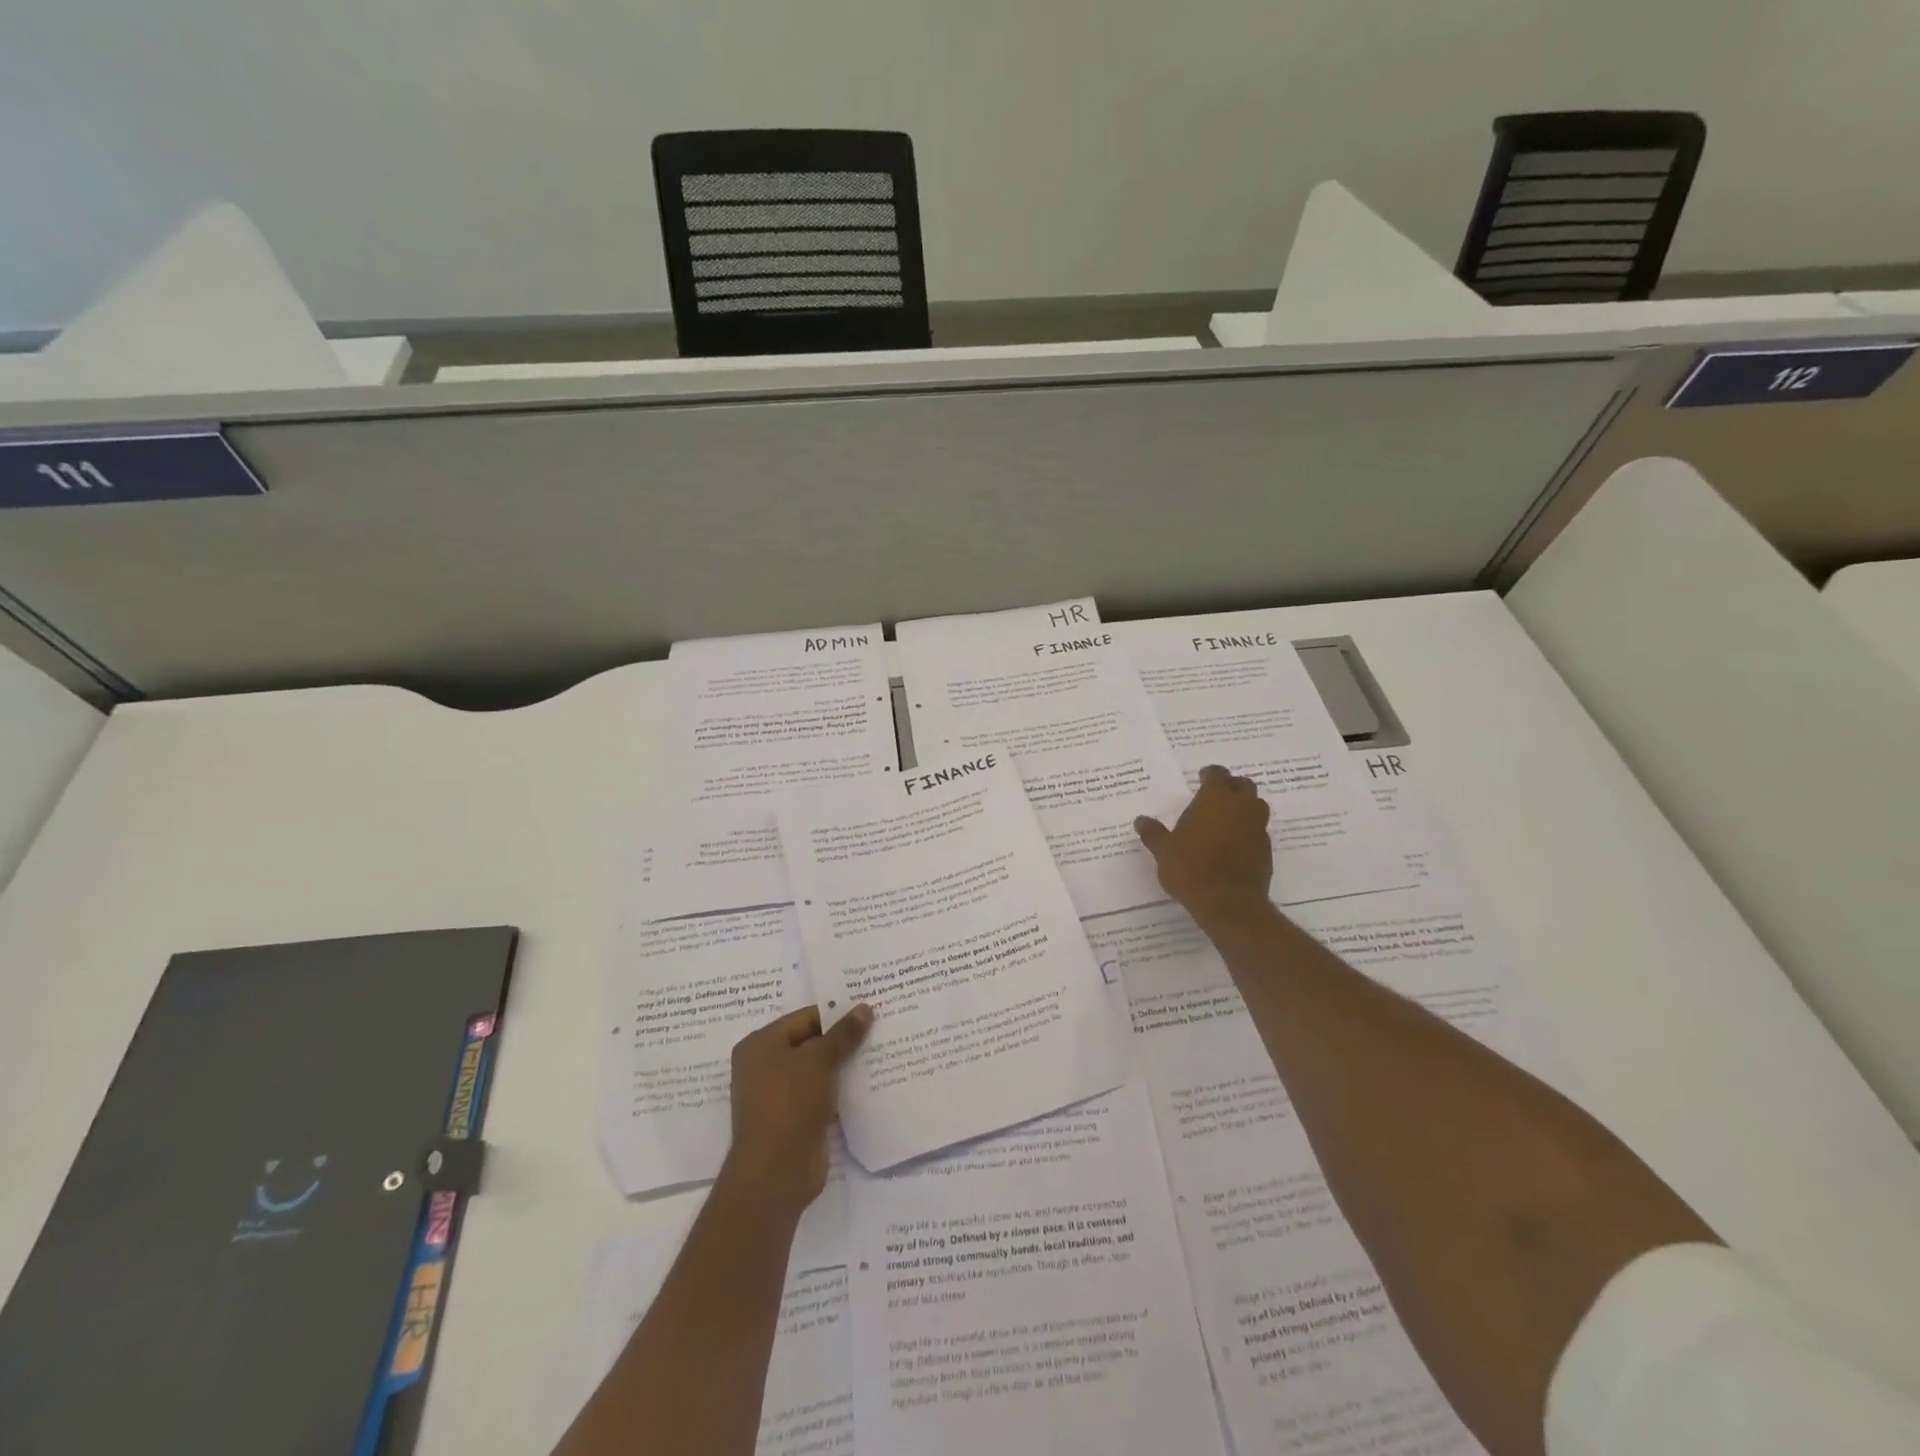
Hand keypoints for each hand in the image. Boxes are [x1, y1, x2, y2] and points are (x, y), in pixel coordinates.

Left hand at [723, 1004, 872, 1215]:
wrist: (776, 1173)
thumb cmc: (790, 1104)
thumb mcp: (820, 1061)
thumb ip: (843, 1034)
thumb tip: (865, 1008)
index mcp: (760, 1044)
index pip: (805, 1018)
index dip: (837, 1013)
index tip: (869, 1011)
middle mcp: (764, 1066)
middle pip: (811, 1043)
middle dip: (842, 1040)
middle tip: (879, 1029)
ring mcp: (778, 1095)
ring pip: (818, 1071)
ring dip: (843, 1065)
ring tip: (880, 1052)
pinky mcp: (793, 1120)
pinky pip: (821, 1094)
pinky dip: (840, 1089)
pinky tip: (868, 1084)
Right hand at [1135, 764, 1273, 925]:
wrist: (1228, 903)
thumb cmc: (1191, 868)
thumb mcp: (1164, 850)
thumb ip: (1153, 833)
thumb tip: (1140, 821)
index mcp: (1216, 798)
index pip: (1217, 774)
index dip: (1210, 774)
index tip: (1202, 777)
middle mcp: (1241, 807)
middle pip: (1243, 785)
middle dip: (1232, 787)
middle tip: (1217, 796)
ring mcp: (1258, 828)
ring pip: (1257, 807)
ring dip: (1245, 807)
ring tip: (1227, 818)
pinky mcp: (1266, 851)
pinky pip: (1259, 832)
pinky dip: (1249, 832)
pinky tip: (1234, 844)